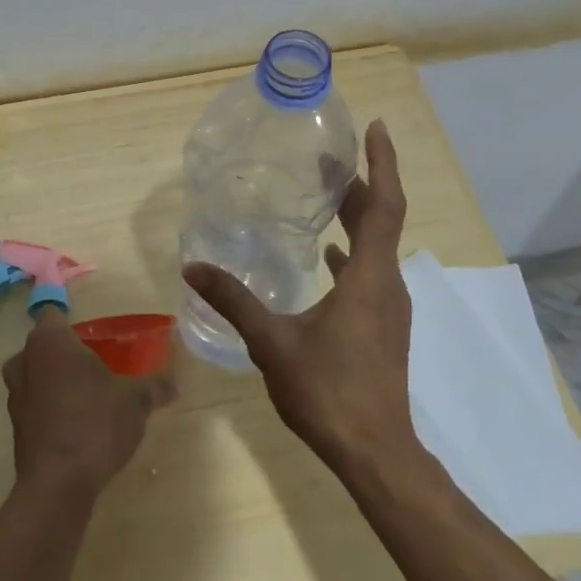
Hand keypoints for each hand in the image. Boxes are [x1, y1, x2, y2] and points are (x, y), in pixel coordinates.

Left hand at [3, 305, 176, 500]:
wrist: (57, 485)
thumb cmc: (95, 424)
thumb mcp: (136, 401)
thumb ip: (156, 385)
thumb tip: (176, 380)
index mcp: (49, 341)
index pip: (53, 313)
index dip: (72, 322)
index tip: (94, 335)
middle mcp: (24, 360)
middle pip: (44, 345)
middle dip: (66, 353)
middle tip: (98, 365)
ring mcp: (15, 395)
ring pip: (36, 375)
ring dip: (57, 381)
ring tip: (90, 397)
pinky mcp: (15, 427)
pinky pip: (35, 404)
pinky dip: (52, 409)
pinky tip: (78, 425)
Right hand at [184, 119, 413, 472]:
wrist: (375, 452)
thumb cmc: (328, 391)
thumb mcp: (272, 342)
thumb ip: (234, 300)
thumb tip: (192, 266)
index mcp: (369, 278)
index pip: (384, 205)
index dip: (381, 163)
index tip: (375, 127)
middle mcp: (386, 284)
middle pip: (381, 219)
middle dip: (360, 183)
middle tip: (329, 156)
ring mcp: (388, 307)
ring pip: (376, 246)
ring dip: (357, 216)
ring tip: (326, 194)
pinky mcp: (382, 326)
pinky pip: (370, 272)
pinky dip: (352, 252)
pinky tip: (327, 256)